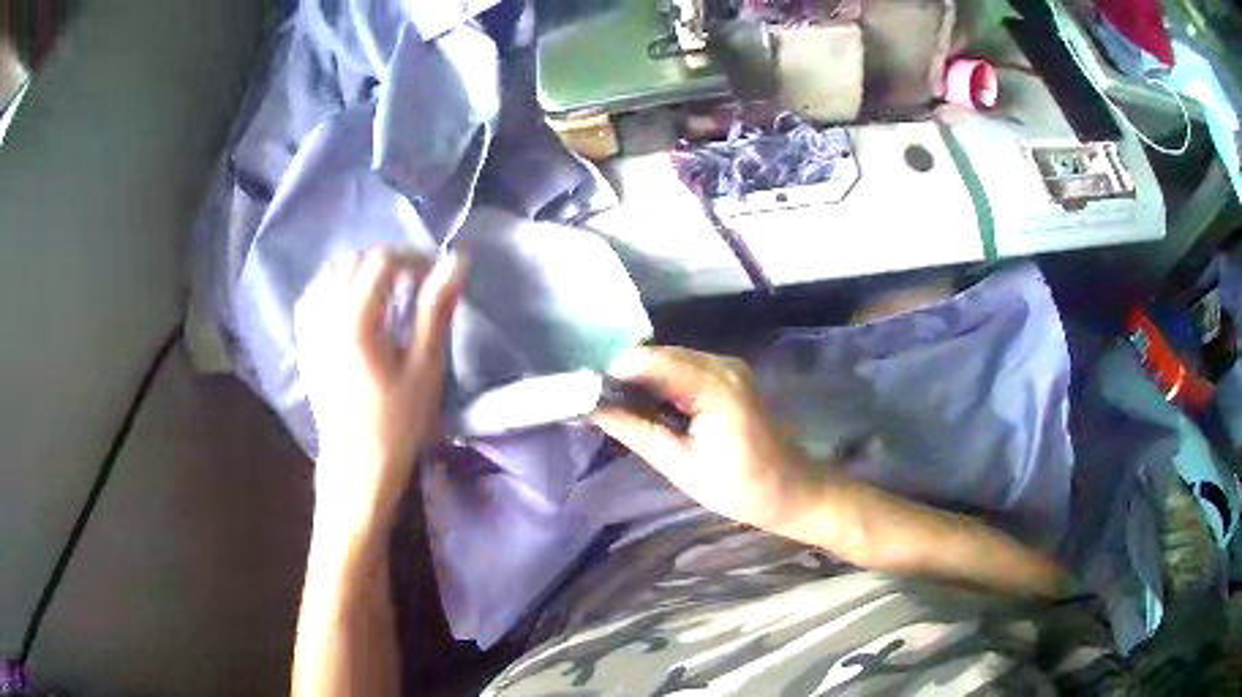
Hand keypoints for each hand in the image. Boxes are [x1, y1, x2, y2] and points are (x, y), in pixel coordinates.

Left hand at [295, 249, 463, 527]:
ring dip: (361, 272)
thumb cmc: (396, 422)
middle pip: (355, 261)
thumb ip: (436, 309)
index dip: (413, 259)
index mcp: (355, 318)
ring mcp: (310, 328)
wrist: (356, 467)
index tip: (437, 275)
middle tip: (416, 285)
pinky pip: (314, 295)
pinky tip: (352, 305)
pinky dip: (335, 287)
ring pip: (331, 274)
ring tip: (386, 293)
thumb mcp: (425, 366)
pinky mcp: (305, 343)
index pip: (382, 260)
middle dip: (389, 263)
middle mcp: (326, 314)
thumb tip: (457, 261)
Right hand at [593, 346, 819, 532]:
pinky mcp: (731, 376)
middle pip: (659, 355)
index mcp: (714, 385)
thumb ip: (636, 431)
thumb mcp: (681, 465)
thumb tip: (592, 409)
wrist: (793, 490)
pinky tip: (648, 407)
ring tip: (615, 407)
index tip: (584, 394)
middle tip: (596, 403)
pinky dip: (663, 383)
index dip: (613, 374)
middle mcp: (723, 365)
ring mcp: (729, 367)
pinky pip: (686, 369)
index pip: (650, 361)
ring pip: (671, 360)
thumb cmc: (741, 487)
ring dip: (643, 380)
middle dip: (626, 376)